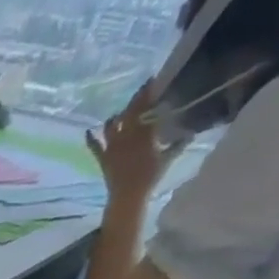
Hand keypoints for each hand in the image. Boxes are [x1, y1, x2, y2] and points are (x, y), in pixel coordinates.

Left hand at [85, 83, 178, 201]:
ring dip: (116, 117)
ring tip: (120, 113)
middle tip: (141, 91)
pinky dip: (90, 139)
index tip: (153, 83)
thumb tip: (191, 132)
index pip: (147, 108)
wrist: (128, 196)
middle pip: (130, 113)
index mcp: (145, 133)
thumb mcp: (167, 159)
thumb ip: (179, 144)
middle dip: (136, 100)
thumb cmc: (150, 178)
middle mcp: (127, 136)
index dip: (149, 94)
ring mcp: (113, 147)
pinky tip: (88, 131)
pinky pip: (94, 147)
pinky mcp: (103, 158)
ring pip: (112, 126)